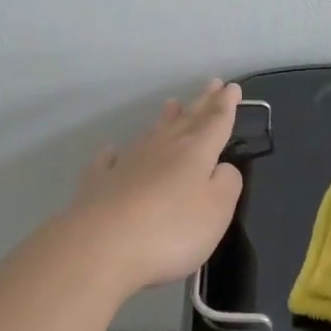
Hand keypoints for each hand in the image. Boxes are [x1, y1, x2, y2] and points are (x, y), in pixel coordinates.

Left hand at [60, 79, 244, 295]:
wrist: (100, 247)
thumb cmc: (170, 230)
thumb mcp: (217, 211)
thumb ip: (227, 184)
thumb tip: (222, 167)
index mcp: (195, 153)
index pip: (215, 121)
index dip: (226, 104)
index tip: (232, 86)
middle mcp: (161, 148)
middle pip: (186, 120)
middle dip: (202, 102)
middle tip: (211, 83)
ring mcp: (126, 163)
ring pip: (151, 133)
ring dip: (164, 118)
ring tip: (171, 103)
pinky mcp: (98, 183)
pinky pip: (108, 160)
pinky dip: (114, 153)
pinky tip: (112, 150)